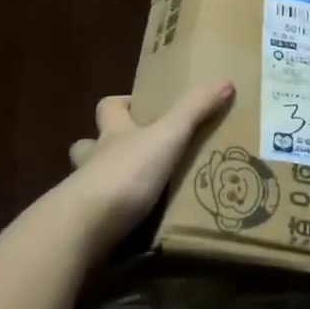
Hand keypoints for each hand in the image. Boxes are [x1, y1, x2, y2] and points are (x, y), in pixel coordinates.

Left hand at [63, 81, 235, 253]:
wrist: (85, 228)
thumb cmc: (125, 174)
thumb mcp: (167, 137)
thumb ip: (194, 110)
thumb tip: (225, 79)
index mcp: (112, 133)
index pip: (107, 108)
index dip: (121, 104)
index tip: (138, 107)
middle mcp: (93, 160)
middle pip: (88, 145)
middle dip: (104, 147)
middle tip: (134, 155)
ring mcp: (84, 195)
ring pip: (90, 182)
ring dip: (107, 184)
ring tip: (136, 194)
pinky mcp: (84, 228)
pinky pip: (97, 218)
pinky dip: (109, 220)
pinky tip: (129, 228)